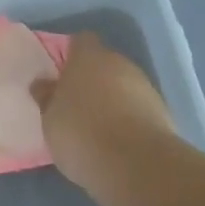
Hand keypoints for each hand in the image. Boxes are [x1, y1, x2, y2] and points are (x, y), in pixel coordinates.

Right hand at [31, 32, 176, 191]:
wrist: (136, 163)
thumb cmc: (82, 133)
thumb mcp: (51, 119)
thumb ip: (47, 97)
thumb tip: (43, 83)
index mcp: (88, 57)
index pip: (80, 42)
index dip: (71, 56)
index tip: (61, 77)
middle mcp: (118, 62)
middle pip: (103, 63)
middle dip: (93, 80)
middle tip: (77, 106)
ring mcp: (143, 84)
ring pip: (123, 84)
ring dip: (113, 99)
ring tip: (98, 128)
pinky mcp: (161, 110)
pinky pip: (138, 106)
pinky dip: (130, 117)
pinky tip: (120, 141)